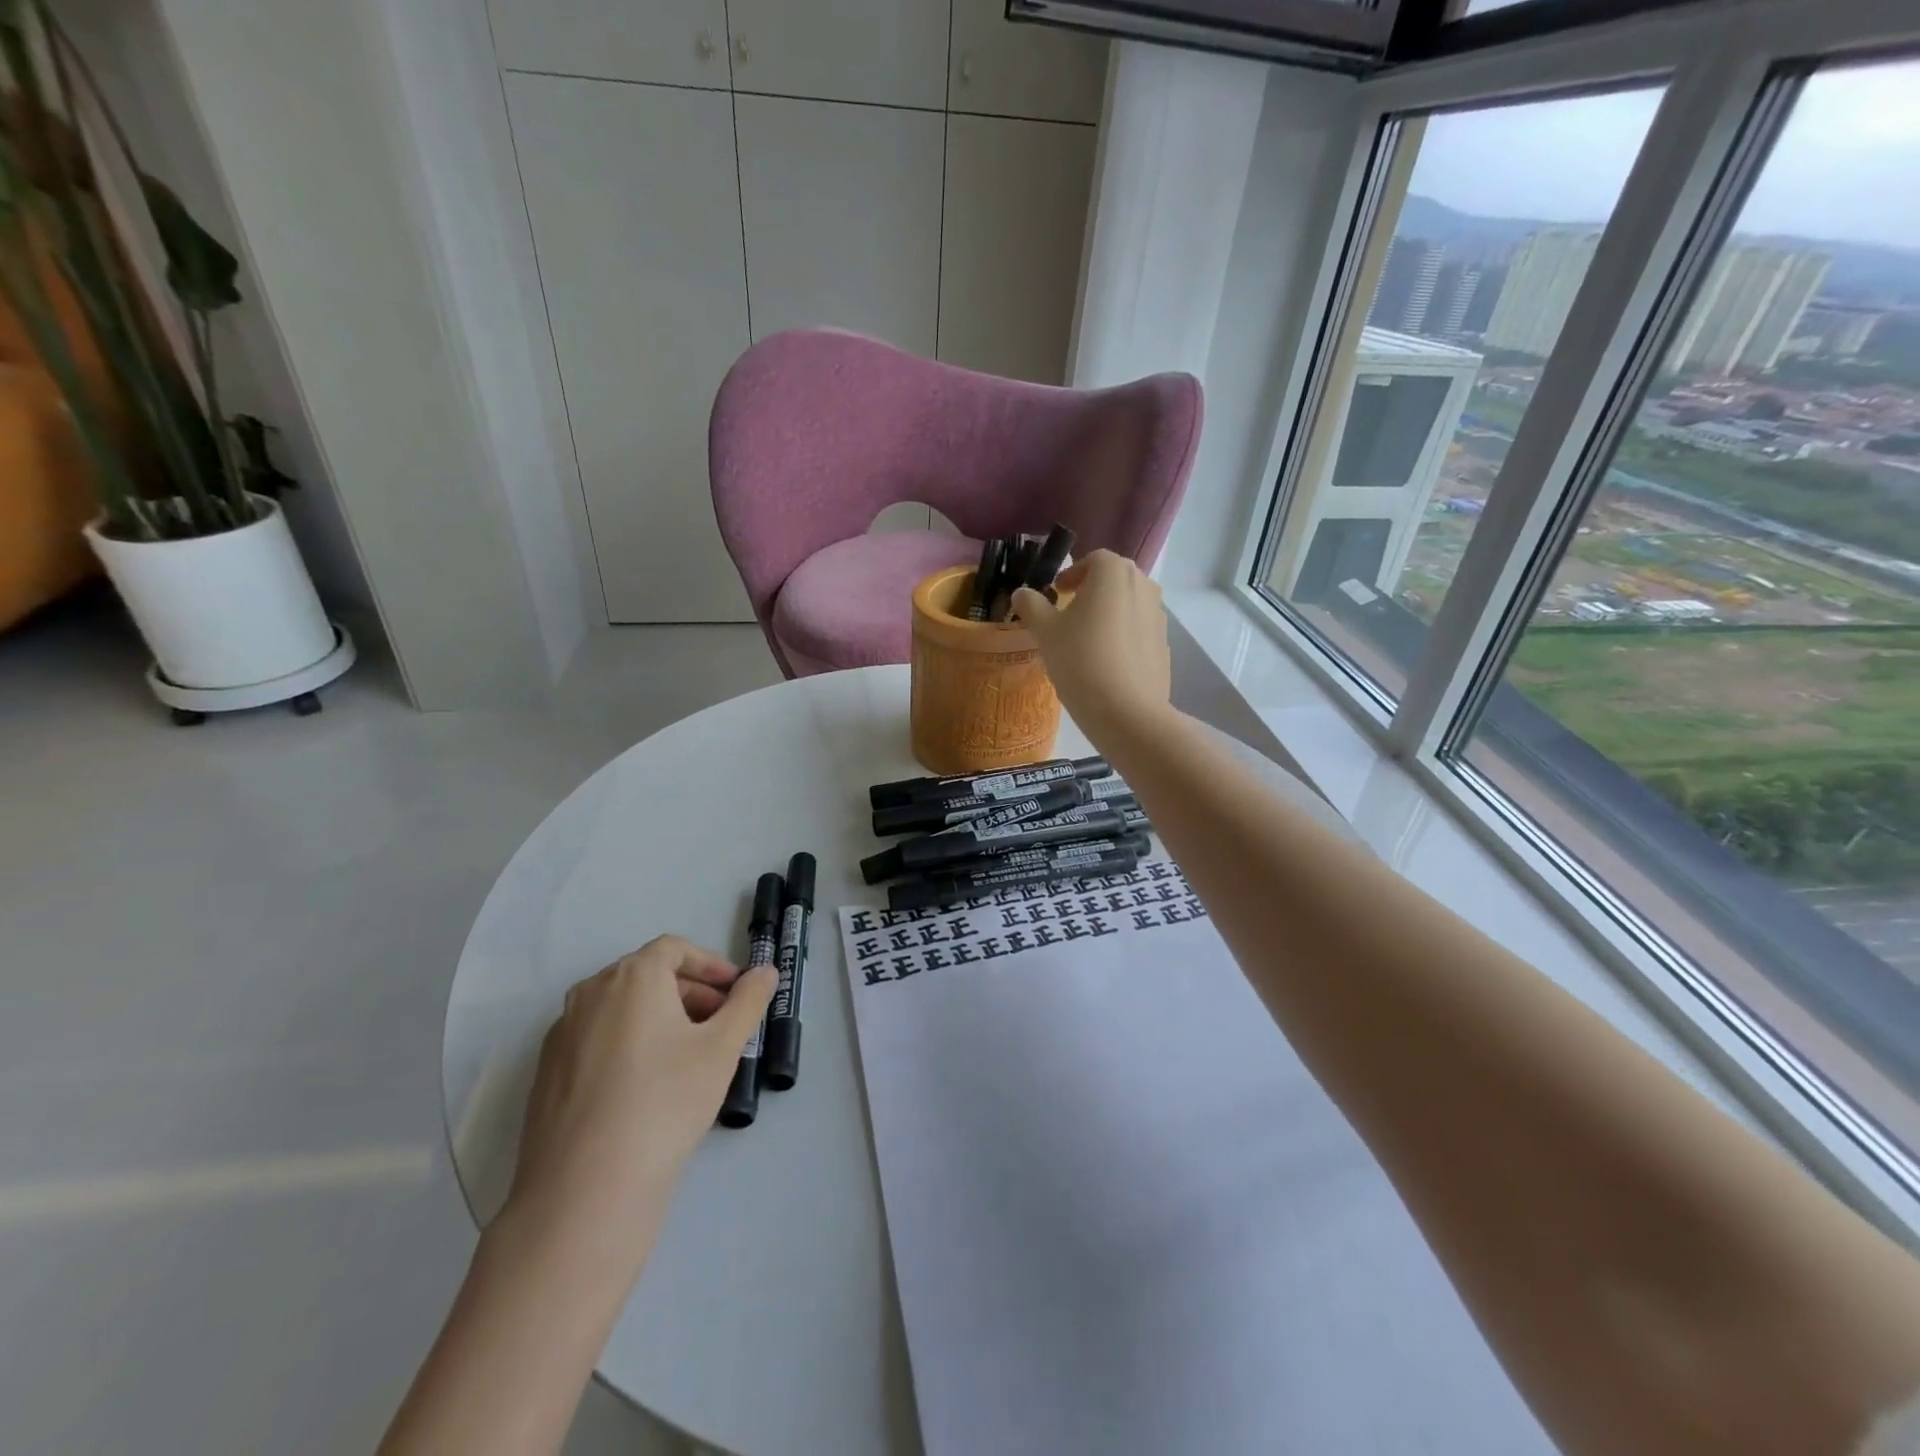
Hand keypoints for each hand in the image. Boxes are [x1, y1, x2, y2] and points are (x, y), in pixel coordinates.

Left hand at [504, 936, 775, 1263]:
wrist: (584, 1191)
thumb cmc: (665, 1102)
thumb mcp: (722, 1048)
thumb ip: (748, 1001)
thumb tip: (765, 972)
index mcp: (631, 976)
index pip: (674, 949)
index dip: (710, 965)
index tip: (736, 992)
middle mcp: (590, 993)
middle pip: (647, 977)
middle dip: (691, 993)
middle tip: (722, 1025)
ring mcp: (561, 1034)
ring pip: (621, 1010)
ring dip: (661, 1019)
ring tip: (690, 1058)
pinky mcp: (547, 1074)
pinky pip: (597, 1040)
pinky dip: (629, 1045)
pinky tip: (648, 1088)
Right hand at [1012, 550, 1171, 735]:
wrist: (1126, 711)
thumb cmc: (1080, 660)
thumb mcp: (1046, 633)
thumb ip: (1032, 606)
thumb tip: (1021, 593)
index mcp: (1114, 573)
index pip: (1094, 560)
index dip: (1073, 573)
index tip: (1058, 592)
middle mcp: (1143, 586)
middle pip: (1114, 579)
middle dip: (1092, 591)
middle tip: (1069, 613)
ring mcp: (1159, 616)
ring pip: (1129, 605)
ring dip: (1109, 613)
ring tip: (1087, 639)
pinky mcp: (1165, 645)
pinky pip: (1139, 631)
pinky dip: (1123, 636)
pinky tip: (1106, 662)